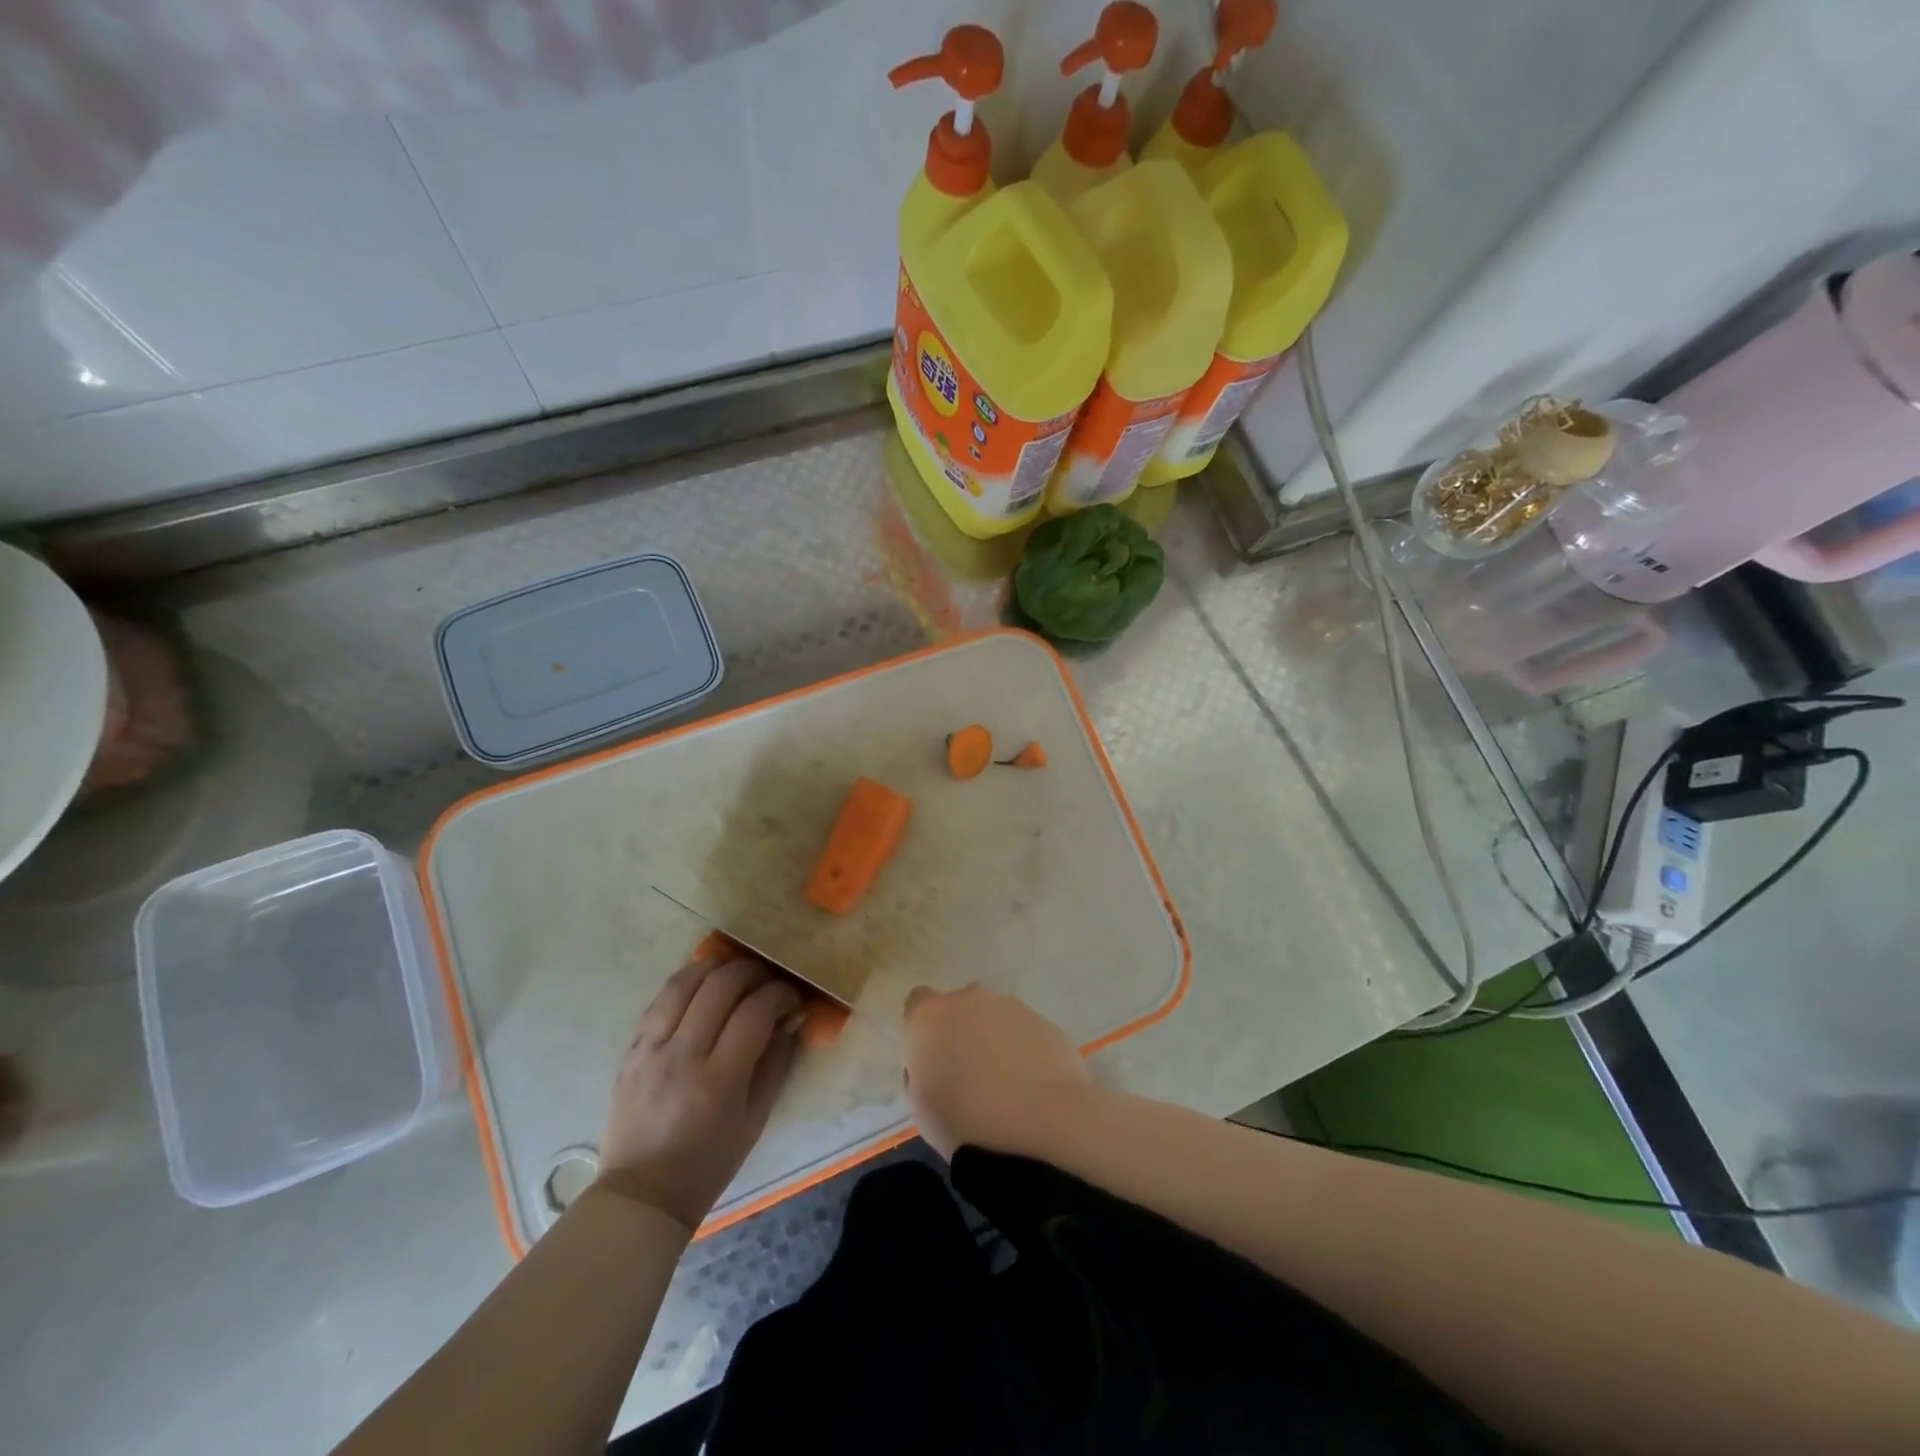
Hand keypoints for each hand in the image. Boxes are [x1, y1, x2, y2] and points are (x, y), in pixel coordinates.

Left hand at [598, 956, 802, 1230]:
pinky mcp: (630, 1052)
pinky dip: (685, 985)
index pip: (755, 1012)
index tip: (792, 996)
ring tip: (734, 968)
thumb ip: (776, 1062)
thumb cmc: (709, 1163)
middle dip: (752, 971)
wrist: (643, 1195)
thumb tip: (792, 1016)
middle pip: (720, 986)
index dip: (780, 993)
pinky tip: (701, 985)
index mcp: (718, 1080)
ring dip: (714, 966)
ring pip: (683, 984)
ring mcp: (650, 1051)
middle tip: (767, 977)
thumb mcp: (755, 1119)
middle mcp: (682, 1056)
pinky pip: (659, 1002)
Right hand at [902, 985, 1089, 1159]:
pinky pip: (1026, 1034)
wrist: (1043, 1126)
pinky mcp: (1046, 1023)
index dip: (924, 1028)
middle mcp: (970, 999)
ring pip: (996, 1018)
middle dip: (962, 1031)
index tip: (931, 1057)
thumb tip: (935, 1064)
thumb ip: (922, 1071)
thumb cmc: (966, 1123)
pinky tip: (1033, 1088)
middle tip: (969, 1074)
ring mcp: (1012, 1007)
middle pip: (960, 1006)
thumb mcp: (921, 1106)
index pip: (918, 1002)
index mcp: (931, 1016)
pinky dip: (1026, 1053)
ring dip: (995, 1041)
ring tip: (1007, 1087)